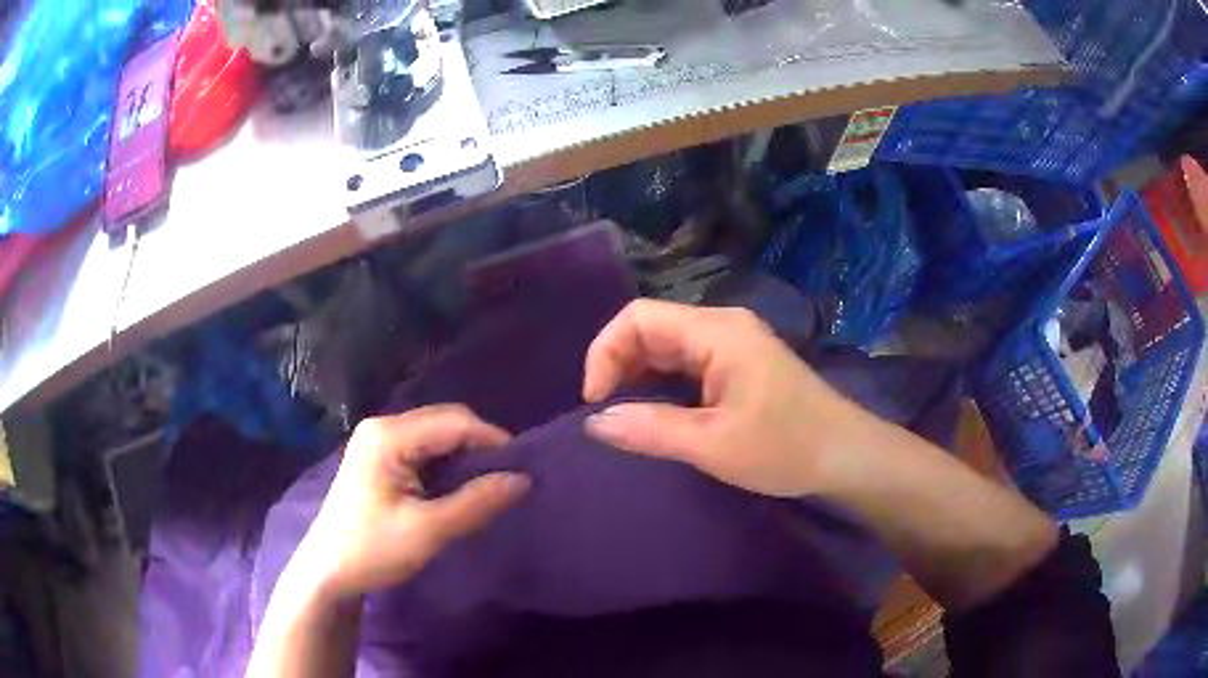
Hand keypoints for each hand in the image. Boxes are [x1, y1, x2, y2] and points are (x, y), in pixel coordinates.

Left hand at [291, 405, 528, 601]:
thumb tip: (523, 480)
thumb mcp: (428, 530)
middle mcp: (383, 427)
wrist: (328, 572)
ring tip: (490, 485)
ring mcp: (378, 441)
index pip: (455, 422)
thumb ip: (476, 502)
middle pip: (445, 423)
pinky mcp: (379, 459)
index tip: (524, 470)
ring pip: (436, 437)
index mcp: (389, 435)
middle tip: (509, 479)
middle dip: (480, 447)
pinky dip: (447, 466)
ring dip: (465, 458)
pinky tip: (460, 488)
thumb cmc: (373, 549)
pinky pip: (424, 450)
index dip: (493, 442)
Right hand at [583, 299, 872, 496]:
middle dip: (618, 366)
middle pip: (651, 328)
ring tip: (624, 416)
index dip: (605, 353)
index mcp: (716, 331)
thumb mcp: (713, 444)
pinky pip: (687, 363)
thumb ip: (650, 430)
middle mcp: (722, 326)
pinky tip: (656, 413)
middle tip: (605, 414)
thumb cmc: (786, 447)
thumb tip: (594, 423)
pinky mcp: (740, 365)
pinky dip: (662, 384)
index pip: (638, 317)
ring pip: (667, 347)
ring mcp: (733, 344)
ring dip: (639, 377)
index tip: (594, 402)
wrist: (846, 456)